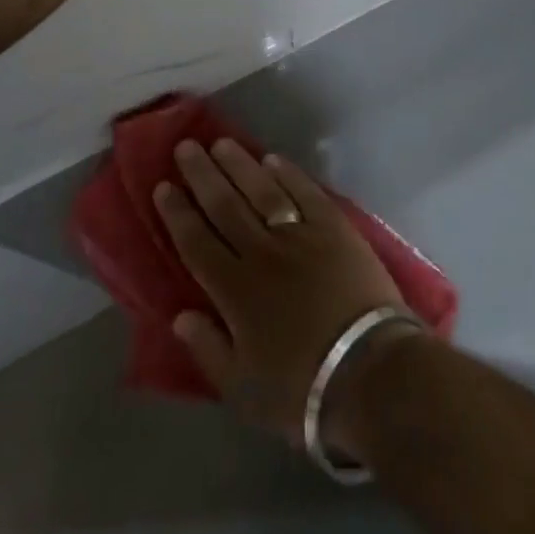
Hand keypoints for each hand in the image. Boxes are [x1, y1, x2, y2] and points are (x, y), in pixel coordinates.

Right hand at [153, 140, 412, 450]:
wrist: (371, 373)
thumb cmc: (302, 390)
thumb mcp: (242, 390)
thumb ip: (208, 348)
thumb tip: (179, 314)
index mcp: (235, 290)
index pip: (197, 242)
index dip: (178, 213)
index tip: (163, 186)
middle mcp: (262, 252)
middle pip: (225, 205)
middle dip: (202, 174)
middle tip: (185, 147)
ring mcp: (301, 235)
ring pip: (262, 190)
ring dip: (239, 165)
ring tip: (221, 143)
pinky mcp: (335, 228)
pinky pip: (305, 192)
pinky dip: (287, 173)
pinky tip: (272, 159)